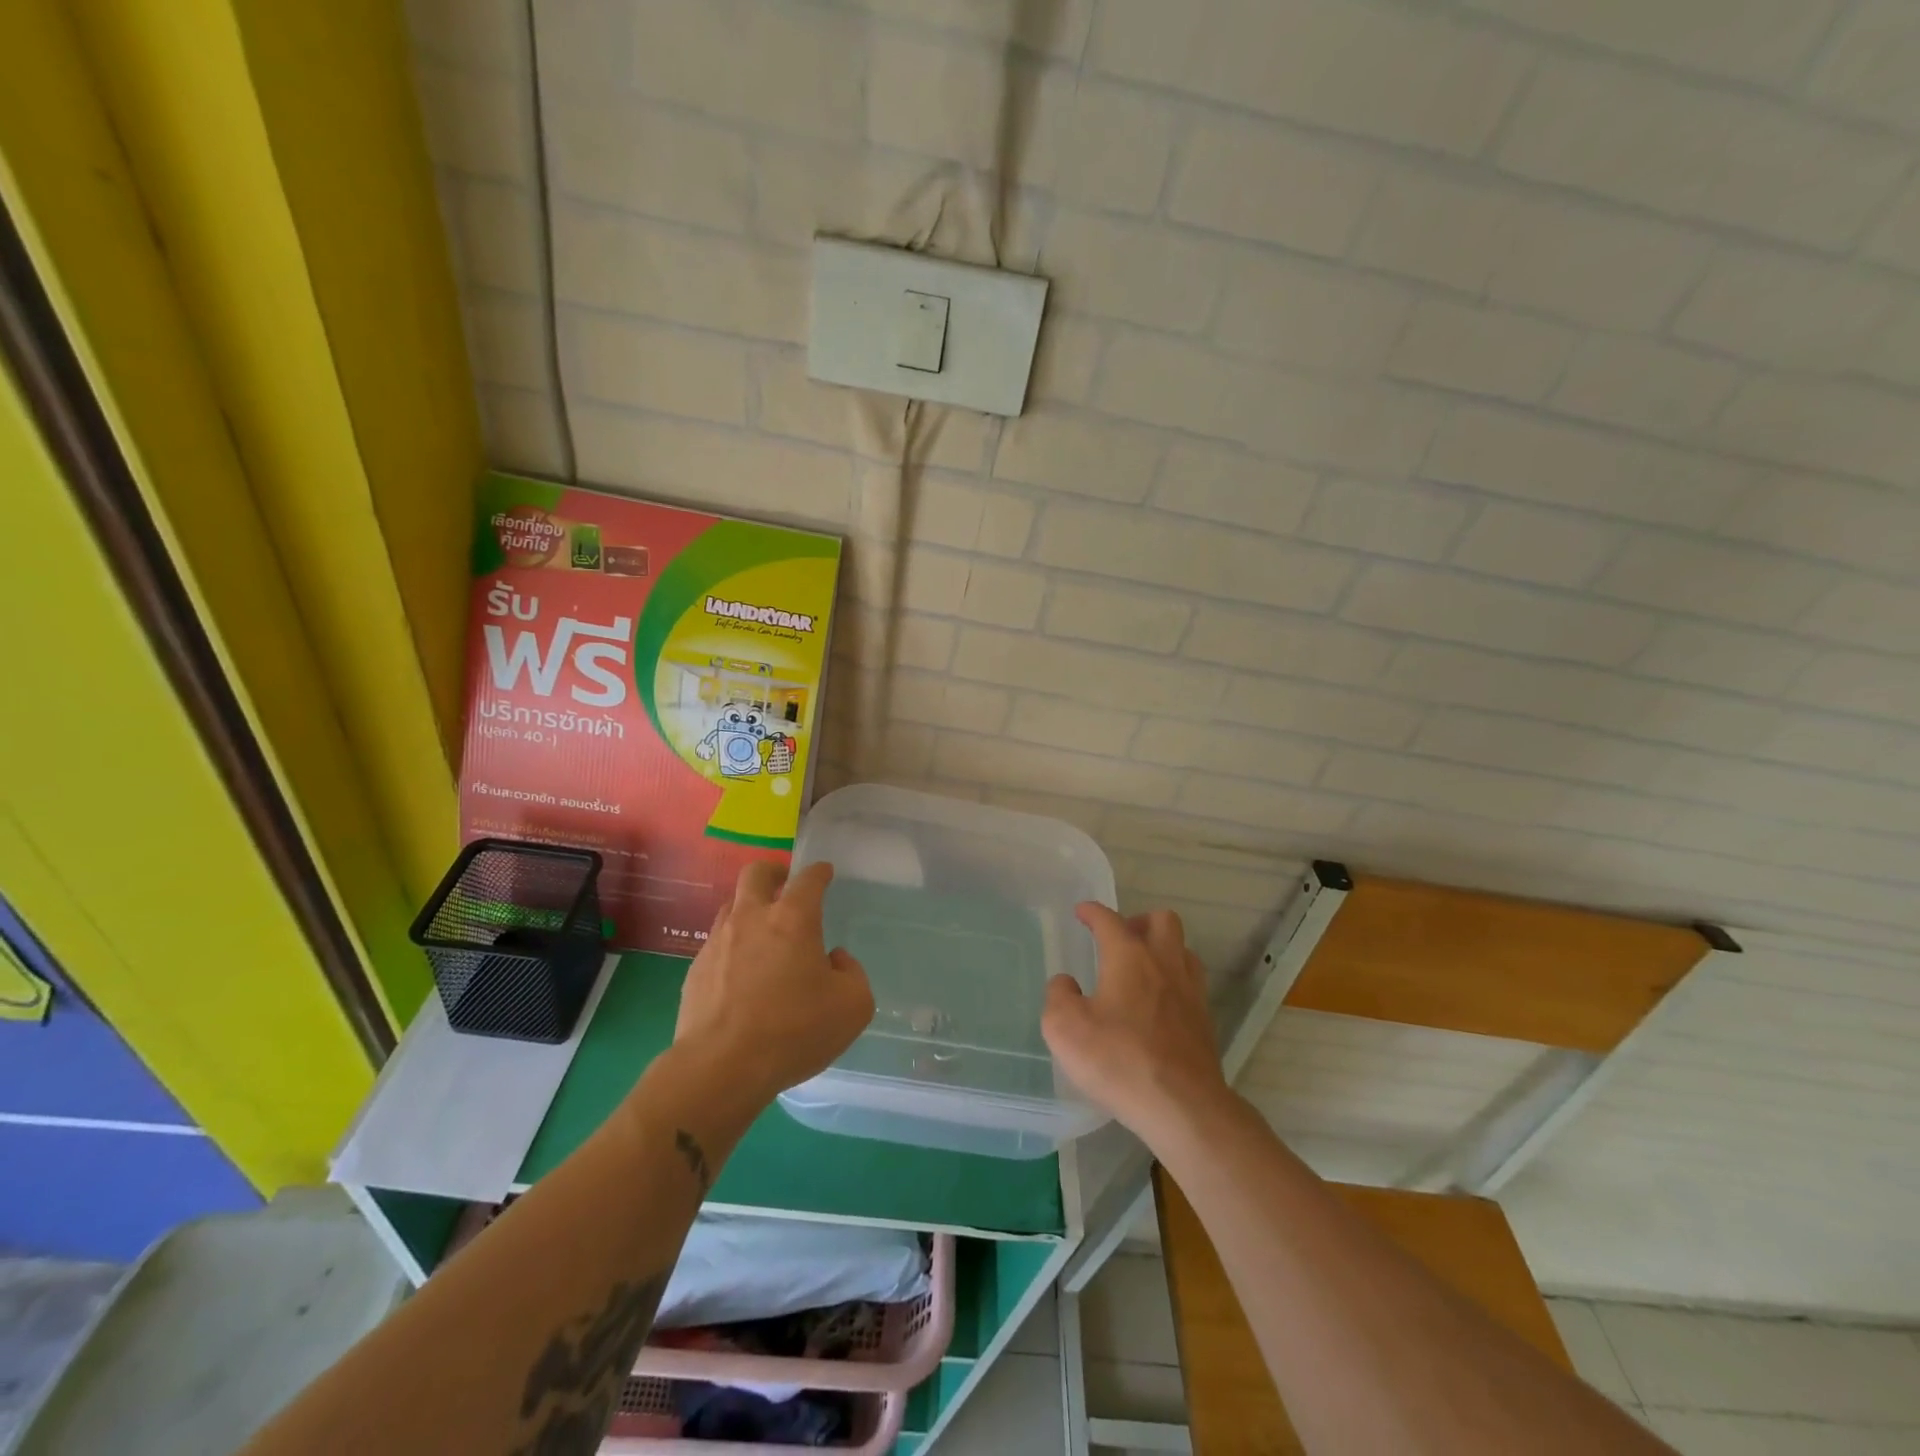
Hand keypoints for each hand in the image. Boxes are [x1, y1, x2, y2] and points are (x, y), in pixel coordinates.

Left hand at [673, 861, 874, 1105]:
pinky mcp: (695, 970)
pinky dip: (732, 946)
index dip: (819, 872)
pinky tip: (742, 973)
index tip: (824, 873)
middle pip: (756, 873)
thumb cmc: (794, 1030)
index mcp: (793, 918)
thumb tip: (834, 960)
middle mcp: (752, 918)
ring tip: (763, 931)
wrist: (721, 1067)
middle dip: (774, 871)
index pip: (808, 879)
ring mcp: (718, 942)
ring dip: (749, 908)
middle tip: (785, 884)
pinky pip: (717, 944)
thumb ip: (852, 973)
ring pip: (731, 905)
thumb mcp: (853, 1006)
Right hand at [1042, 905, 1229, 1145]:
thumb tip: (1065, 983)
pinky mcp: (1204, 1021)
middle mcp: (1164, 964)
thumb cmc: (1119, 1060)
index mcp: (1129, 957)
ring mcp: (1190, 991)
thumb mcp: (1065, 1029)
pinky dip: (1174, 980)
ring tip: (1142, 967)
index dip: (1093, 912)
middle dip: (1139, 921)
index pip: (1109, 920)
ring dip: (1162, 948)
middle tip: (1120, 938)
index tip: (1082, 912)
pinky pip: (1191, 982)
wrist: (1183, 1106)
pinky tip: (1159, 1002)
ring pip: (1183, 949)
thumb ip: (1059, 996)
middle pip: (1162, 920)